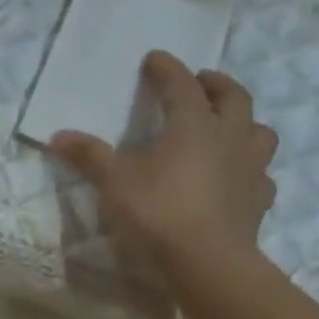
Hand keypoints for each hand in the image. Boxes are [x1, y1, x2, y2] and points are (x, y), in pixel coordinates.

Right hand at [50, 51, 278, 273]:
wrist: (206, 259)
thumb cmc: (157, 210)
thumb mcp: (113, 181)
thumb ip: (89, 155)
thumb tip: (58, 136)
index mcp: (193, 125)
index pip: (181, 85)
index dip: (167, 69)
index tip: (154, 58)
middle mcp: (229, 137)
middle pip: (233, 98)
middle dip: (216, 84)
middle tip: (201, 81)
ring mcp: (251, 167)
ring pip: (259, 131)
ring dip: (244, 122)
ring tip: (227, 126)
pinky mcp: (259, 198)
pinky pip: (261, 174)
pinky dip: (249, 168)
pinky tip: (235, 177)